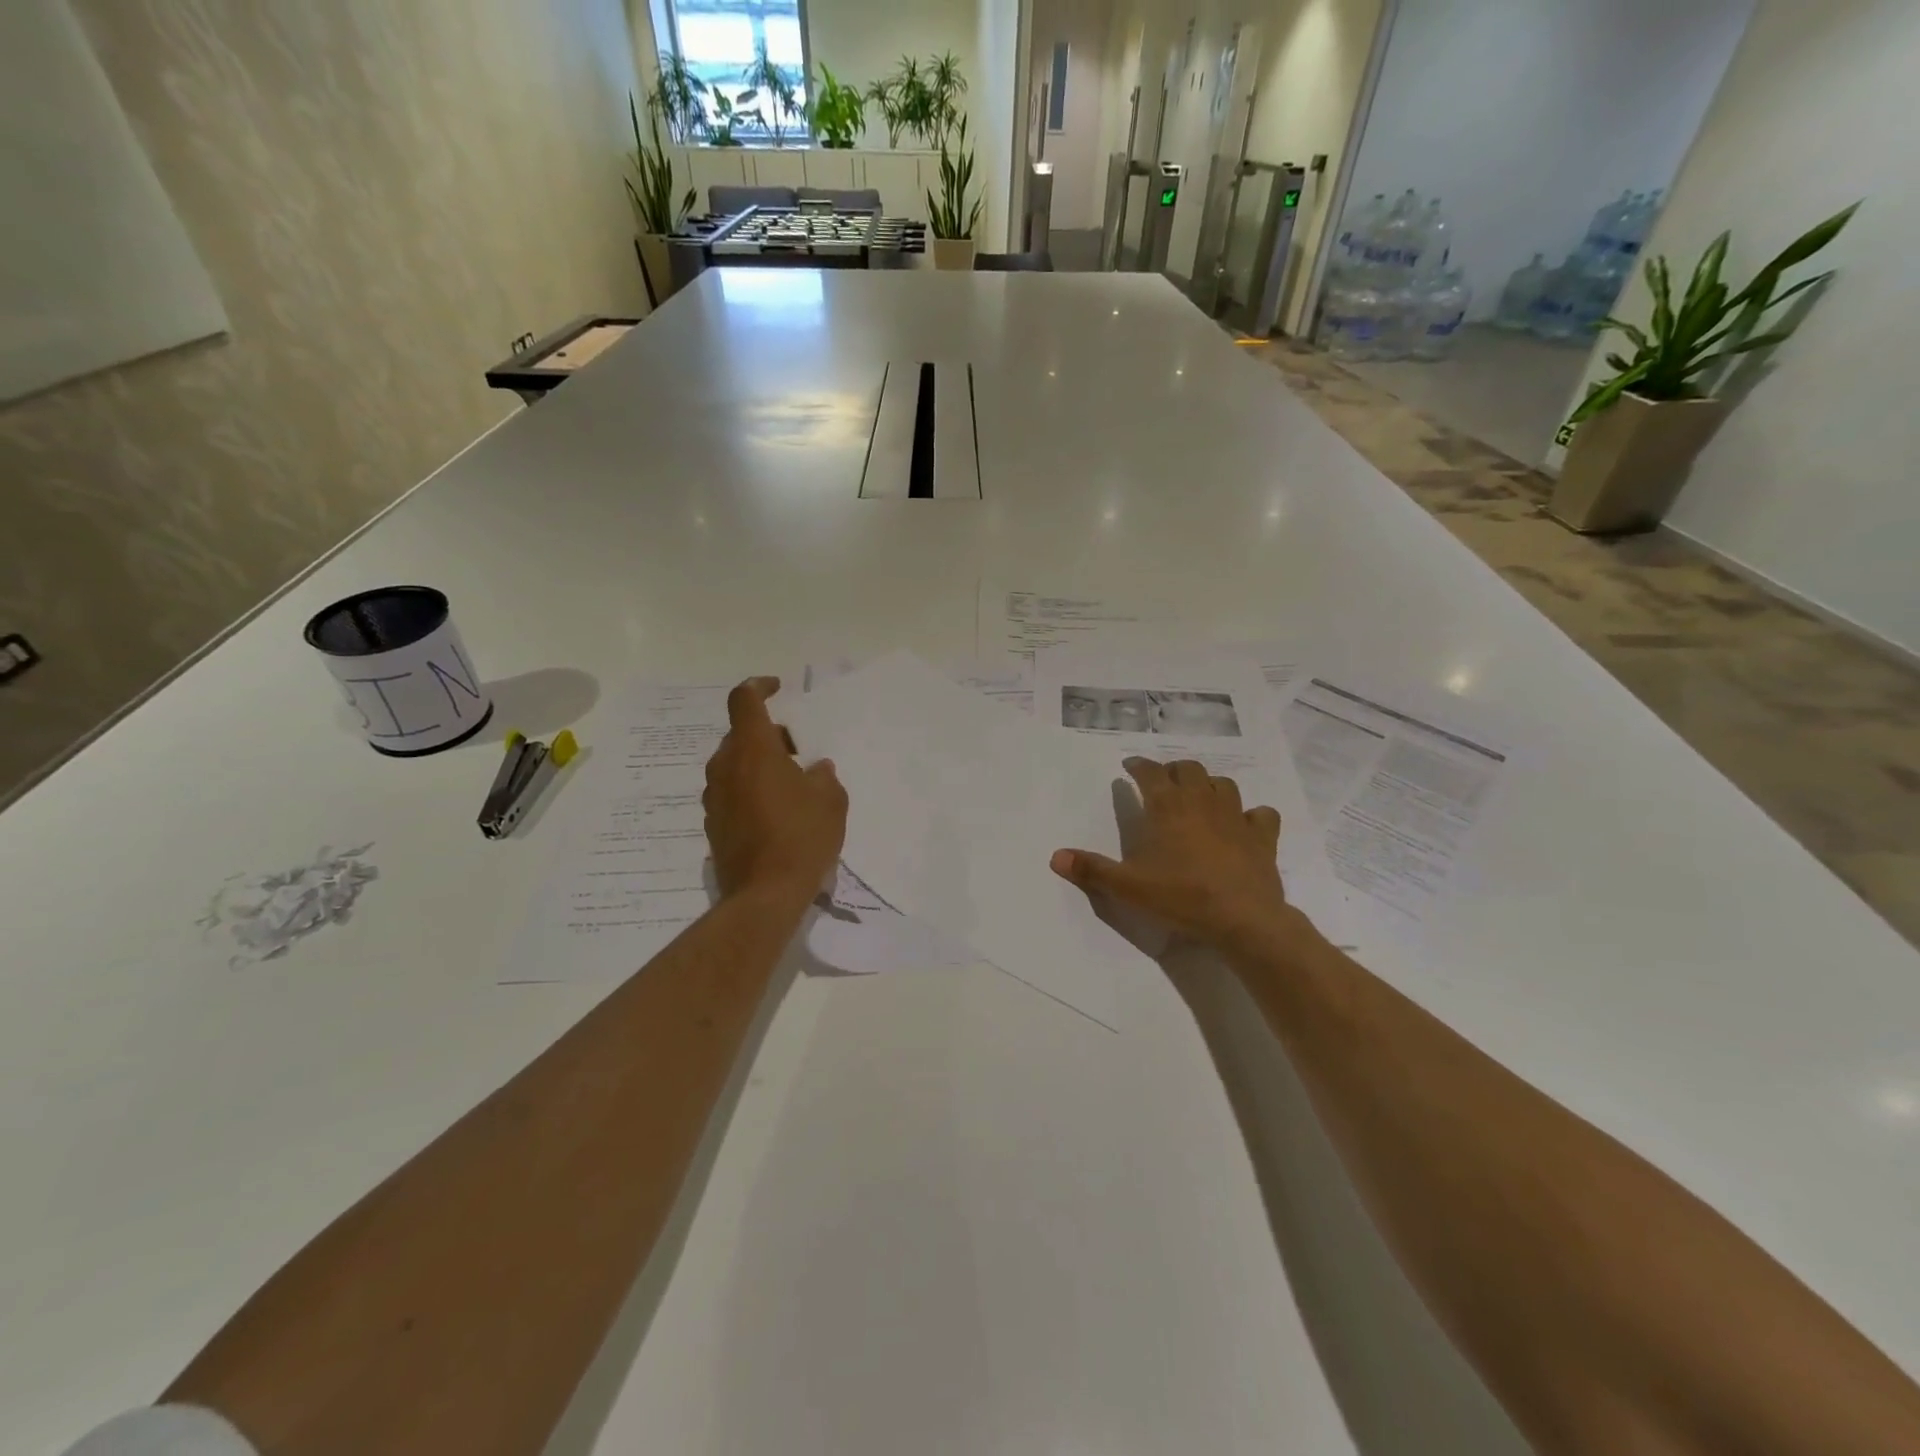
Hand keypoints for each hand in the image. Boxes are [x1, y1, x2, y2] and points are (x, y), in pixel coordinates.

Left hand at [703, 677, 847, 900]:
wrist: (764, 895)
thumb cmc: (801, 837)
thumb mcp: (831, 800)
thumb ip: (824, 775)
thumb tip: (816, 769)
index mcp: (752, 750)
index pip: (744, 700)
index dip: (760, 686)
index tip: (778, 688)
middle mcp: (725, 767)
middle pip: (740, 735)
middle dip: (768, 736)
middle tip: (797, 751)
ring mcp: (713, 797)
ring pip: (734, 765)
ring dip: (758, 765)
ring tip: (789, 785)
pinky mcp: (712, 824)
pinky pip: (731, 793)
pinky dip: (750, 791)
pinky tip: (775, 814)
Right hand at [1050, 757, 1305, 958]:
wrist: (1243, 918)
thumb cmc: (1181, 896)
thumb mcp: (1128, 887)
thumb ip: (1092, 870)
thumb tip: (1055, 857)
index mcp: (1168, 806)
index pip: (1150, 773)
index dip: (1138, 766)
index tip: (1129, 767)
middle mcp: (1202, 801)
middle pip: (1189, 769)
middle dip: (1174, 771)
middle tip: (1162, 783)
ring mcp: (1236, 816)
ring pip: (1223, 784)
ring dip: (1209, 785)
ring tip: (1199, 798)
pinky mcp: (1262, 836)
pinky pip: (1260, 814)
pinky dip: (1250, 814)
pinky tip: (1243, 824)